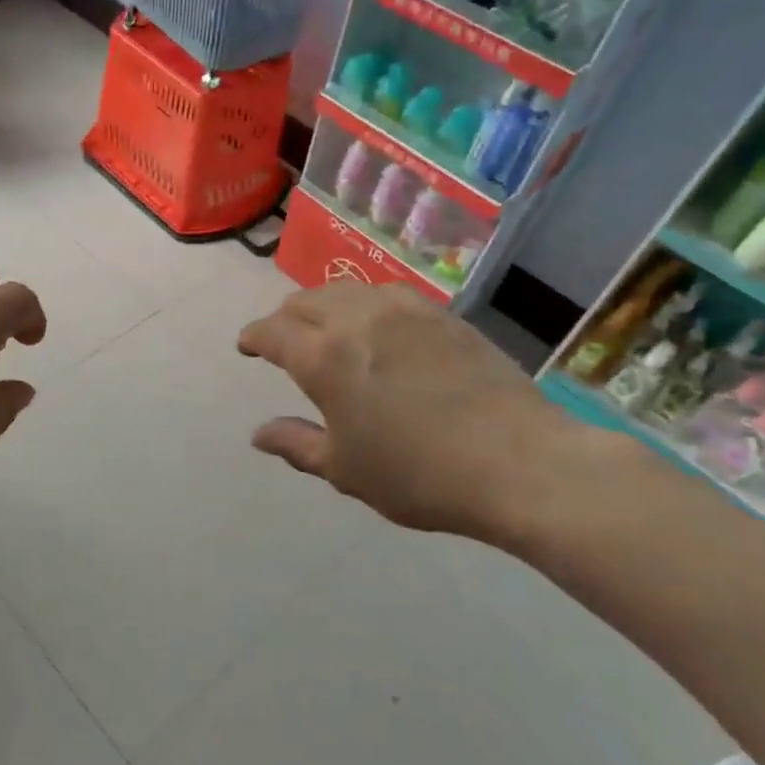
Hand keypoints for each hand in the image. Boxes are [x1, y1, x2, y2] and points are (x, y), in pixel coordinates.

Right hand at [237, 282, 598, 542]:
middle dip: (284, 318)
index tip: (247, 347)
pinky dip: (364, 305)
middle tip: (283, 341)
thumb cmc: (419, 474)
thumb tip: (258, 433)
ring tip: (326, 328)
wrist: (518, 462)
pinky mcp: (442, 315)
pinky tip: (376, 327)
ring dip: (323, 305)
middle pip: (305, 301)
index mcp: (323, 357)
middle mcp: (357, 319)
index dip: (253, 337)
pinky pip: (386, 295)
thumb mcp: (345, 469)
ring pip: (346, 290)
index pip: (272, 331)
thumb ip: (296, 444)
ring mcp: (404, 310)